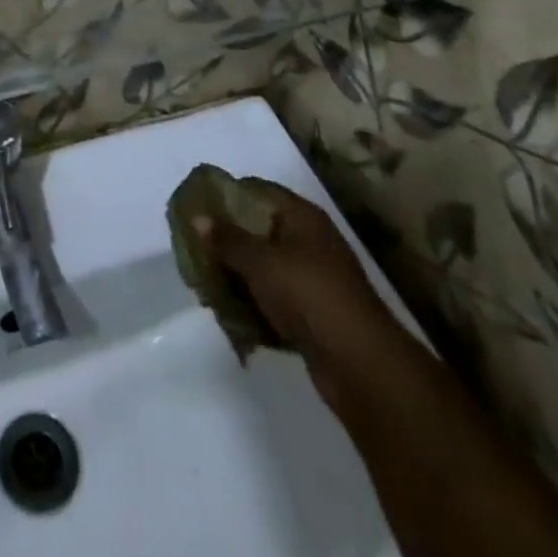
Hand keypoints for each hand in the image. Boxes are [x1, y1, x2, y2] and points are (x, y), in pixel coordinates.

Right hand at [199, 184, 407, 410]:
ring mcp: (313, 279)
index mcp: (303, 217)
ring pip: (265, 266)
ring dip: (237, 274)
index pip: (258, 190)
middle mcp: (310, 242)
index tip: (196, 204)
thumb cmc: (308, 296)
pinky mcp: (312, 313)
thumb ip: (227, 238)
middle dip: (227, 238)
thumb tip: (197, 218)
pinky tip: (229, 311)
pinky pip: (274, 298)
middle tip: (195, 245)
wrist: (361, 366)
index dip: (227, 193)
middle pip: (259, 229)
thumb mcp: (260, 262)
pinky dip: (253, 302)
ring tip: (205, 280)